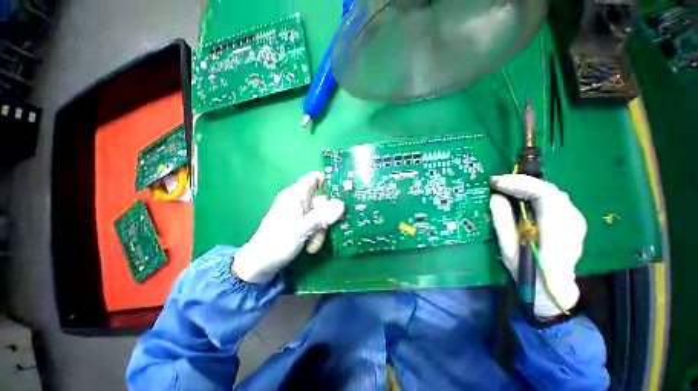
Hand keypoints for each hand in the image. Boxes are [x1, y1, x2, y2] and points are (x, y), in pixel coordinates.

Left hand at [233, 172, 344, 282]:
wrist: (260, 265)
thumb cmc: (278, 243)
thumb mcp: (302, 228)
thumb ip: (323, 215)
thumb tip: (342, 204)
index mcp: (295, 195)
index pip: (314, 178)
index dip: (327, 181)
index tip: (341, 192)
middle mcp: (298, 201)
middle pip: (321, 200)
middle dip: (326, 216)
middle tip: (326, 228)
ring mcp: (299, 214)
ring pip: (320, 215)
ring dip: (321, 230)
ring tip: (313, 245)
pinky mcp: (300, 225)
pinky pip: (315, 224)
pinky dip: (316, 234)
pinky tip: (311, 247)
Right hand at [489, 174, 585, 316]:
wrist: (553, 290)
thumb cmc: (528, 272)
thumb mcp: (509, 249)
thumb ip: (503, 220)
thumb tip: (495, 196)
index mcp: (558, 232)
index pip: (545, 195)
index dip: (519, 184)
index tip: (496, 182)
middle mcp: (572, 222)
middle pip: (549, 190)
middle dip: (521, 182)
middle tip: (497, 183)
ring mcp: (576, 220)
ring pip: (552, 192)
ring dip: (528, 186)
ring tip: (506, 187)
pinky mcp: (573, 221)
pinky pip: (554, 199)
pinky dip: (535, 193)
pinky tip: (522, 196)